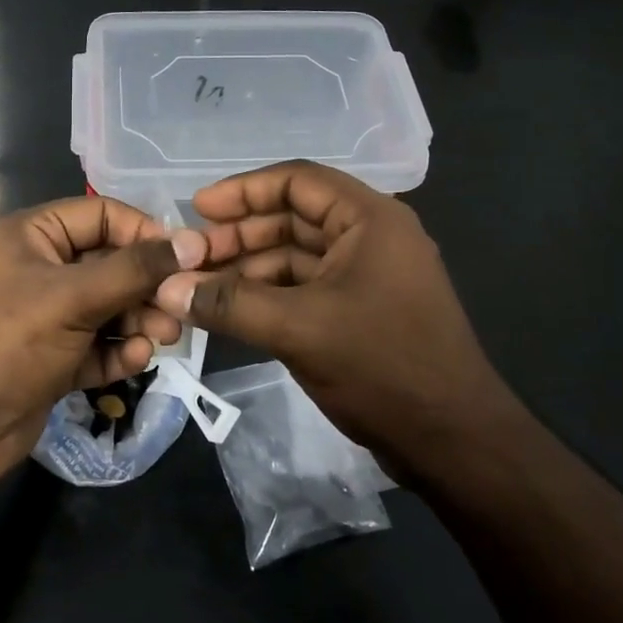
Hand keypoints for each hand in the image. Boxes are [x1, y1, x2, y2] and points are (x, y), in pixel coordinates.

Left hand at [0, 196, 205, 484]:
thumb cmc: (8, 344)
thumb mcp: (73, 297)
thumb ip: (135, 269)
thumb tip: (193, 242)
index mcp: (31, 235)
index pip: (101, 215)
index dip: (144, 232)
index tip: (186, 258)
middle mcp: (38, 269)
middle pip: (109, 263)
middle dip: (146, 286)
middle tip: (179, 308)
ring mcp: (44, 316)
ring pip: (107, 307)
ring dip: (138, 320)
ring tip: (165, 338)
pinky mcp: (51, 358)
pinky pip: (96, 344)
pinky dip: (117, 350)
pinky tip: (135, 360)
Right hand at [155, 161, 504, 470]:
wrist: (453, 441)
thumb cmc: (382, 366)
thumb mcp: (299, 329)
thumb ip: (231, 304)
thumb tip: (168, 288)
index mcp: (369, 219)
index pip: (297, 181)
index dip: (243, 191)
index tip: (197, 209)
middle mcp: (371, 237)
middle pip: (293, 218)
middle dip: (240, 235)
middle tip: (190, 257)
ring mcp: (367, 276)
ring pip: (296, 257)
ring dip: (249, 269)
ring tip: (200, 288)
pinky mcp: (361, 311)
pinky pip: (305, 289)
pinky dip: (268, 296)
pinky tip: (231, 312)